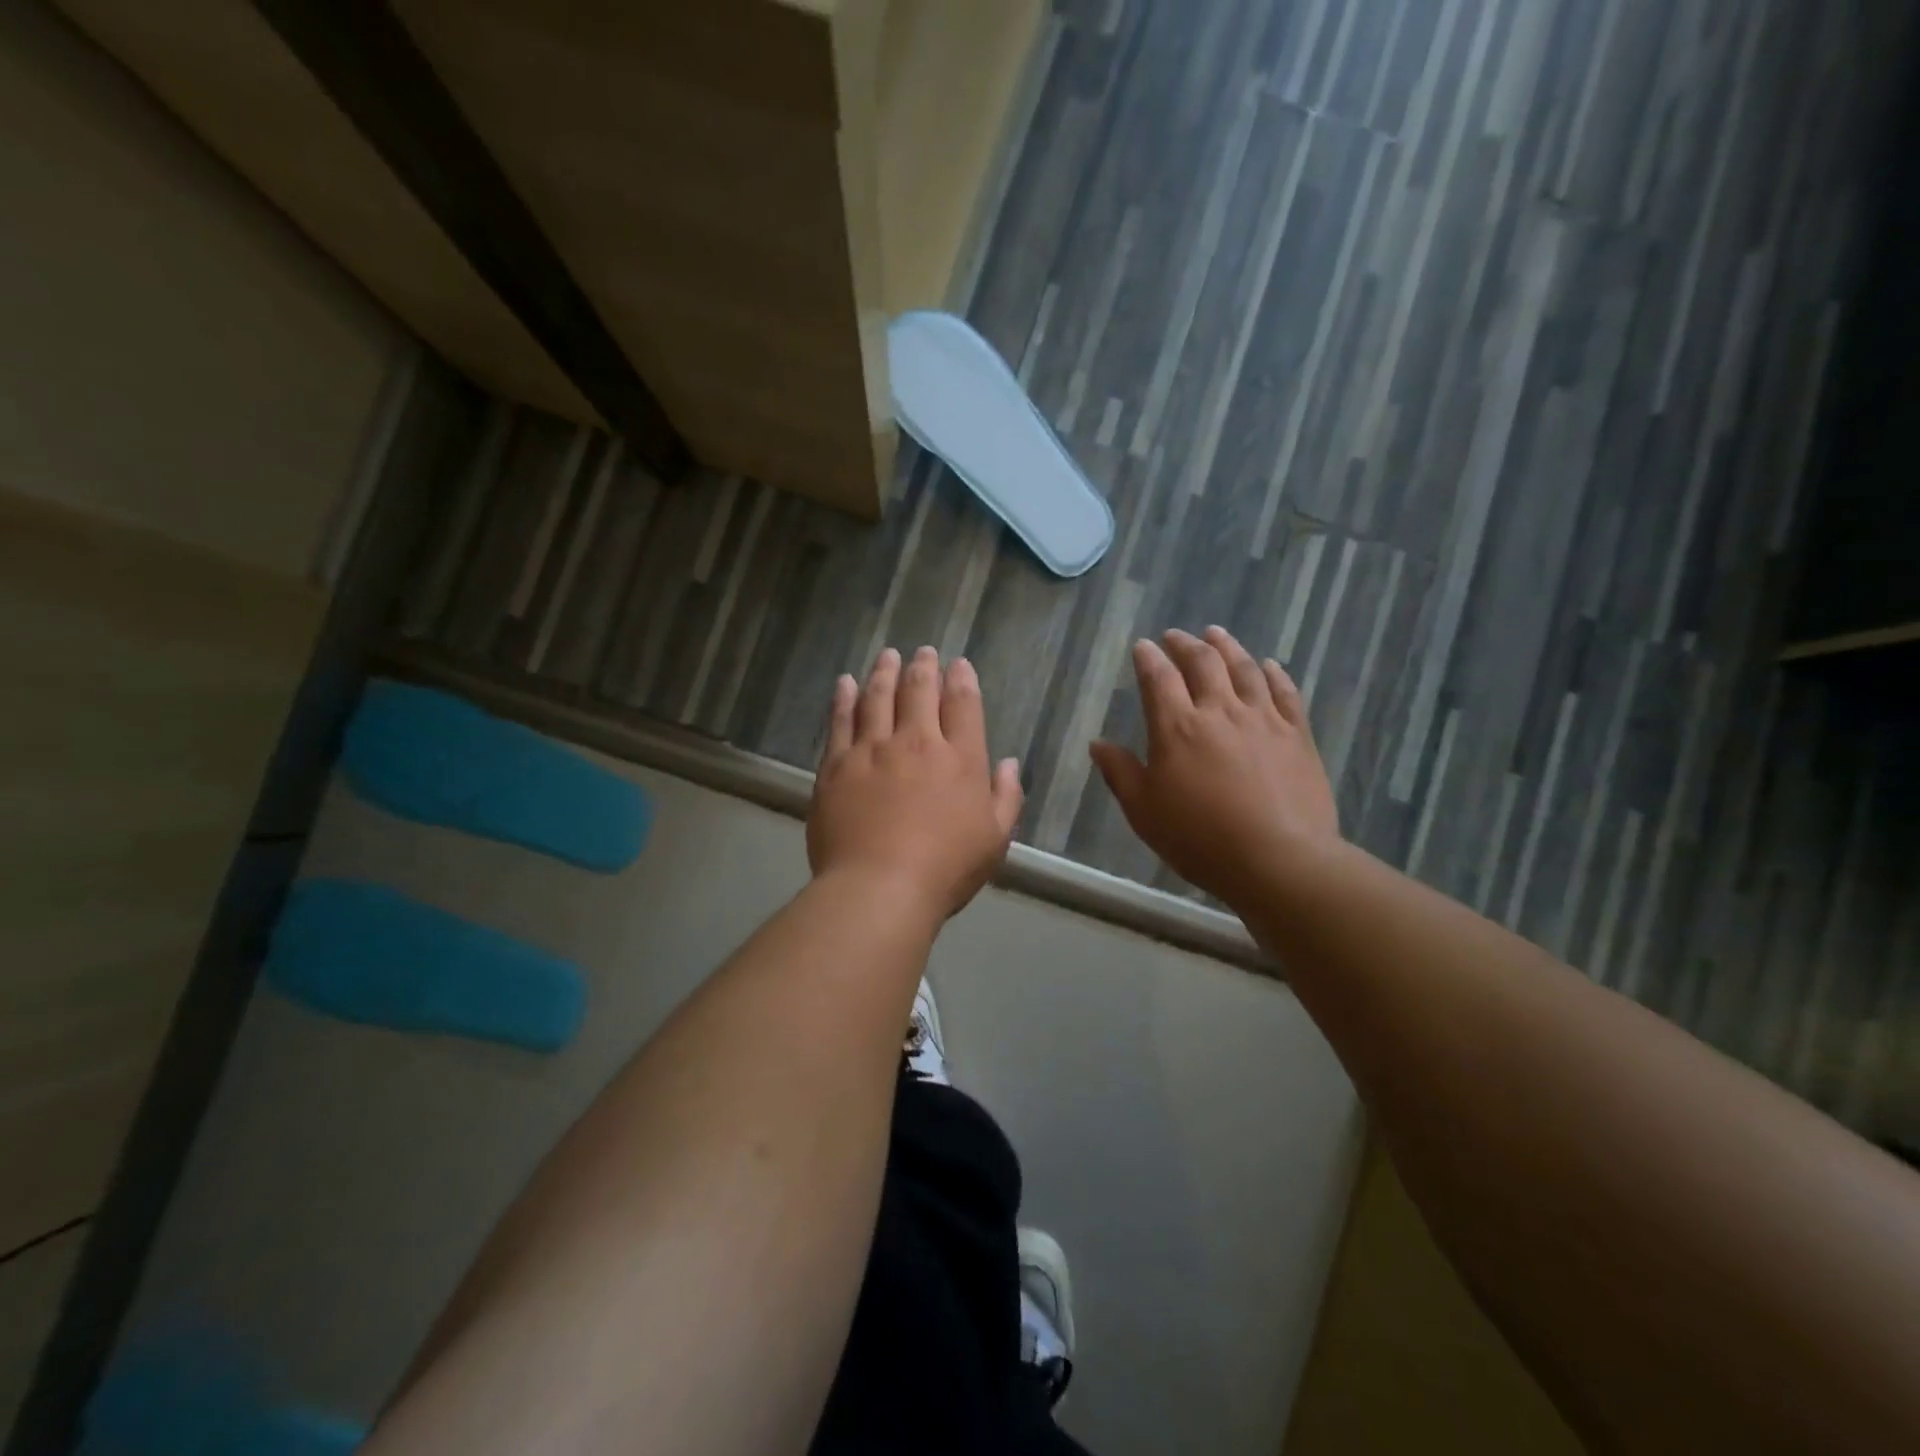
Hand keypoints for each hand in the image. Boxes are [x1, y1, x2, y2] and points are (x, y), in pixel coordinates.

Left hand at [809, 647, 1024, 920]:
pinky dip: (843, 698)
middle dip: (924, 666)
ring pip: (878, 697)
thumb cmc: (945, 869)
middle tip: (923, 651)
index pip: (963, 704)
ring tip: (888, 655)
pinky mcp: (836, 766)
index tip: (958, 665)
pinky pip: (840, 721)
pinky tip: (845, 683)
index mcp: (960, 759)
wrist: (879, 888)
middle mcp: (916, 743)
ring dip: (884, 672)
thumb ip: (1006, 797)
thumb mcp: (995, 840)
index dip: (961, 679)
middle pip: (919, 691)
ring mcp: (872, 750)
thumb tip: (1007, 763)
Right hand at [1090, 626, 1338, 908]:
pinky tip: (1269, 664)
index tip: (1143, 646)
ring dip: (1227, 647)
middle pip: (1203, 663)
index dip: (1149, 658)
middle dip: (1185, 644)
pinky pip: (1285, 692)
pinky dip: (1274, 673)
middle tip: (1176, 635)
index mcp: (1177, 728)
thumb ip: (1120, 773)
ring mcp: (1263, 719)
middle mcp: (1220, 711)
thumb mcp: (1144, 812)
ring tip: (1216, 634)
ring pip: (1244, 669)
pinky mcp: (1297, 735)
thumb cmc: (1200, 839)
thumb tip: (1098, 743)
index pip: (1158, 679)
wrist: (1279, 859)